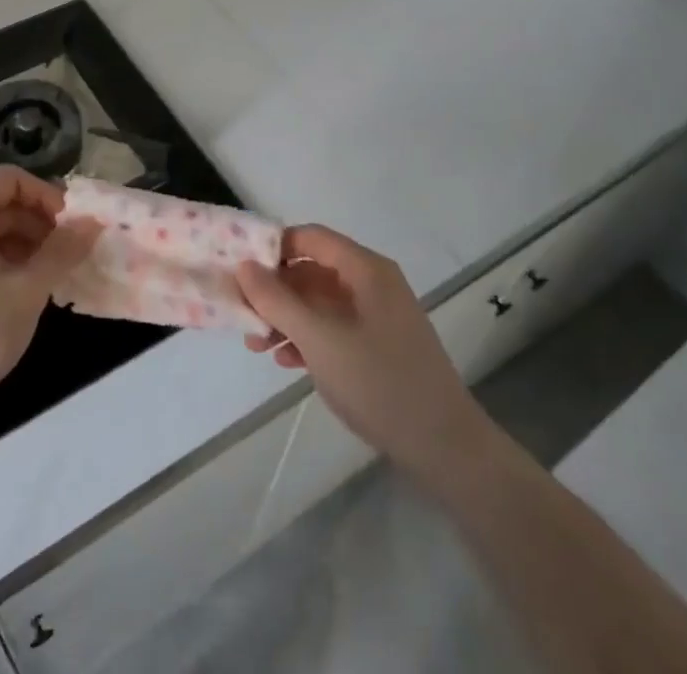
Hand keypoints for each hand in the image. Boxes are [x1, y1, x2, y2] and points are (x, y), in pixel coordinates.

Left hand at [0, 166, 98, 417]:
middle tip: (69, 256)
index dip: (47, 196)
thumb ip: (61, 253)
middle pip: (0, 205)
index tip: (73, 227)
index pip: (12, 180)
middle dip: (39, 226)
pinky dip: (1, 266)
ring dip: (23, 249)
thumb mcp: (24, 292)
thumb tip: (92, 223)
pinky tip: (19, 298)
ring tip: (50, 280)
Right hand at [236, 225, 495, 482]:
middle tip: (242, 315)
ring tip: (257, 345)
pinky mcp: (378, 345)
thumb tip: (244, 265)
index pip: (309, 237)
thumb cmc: (380, 383)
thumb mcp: (320, 340)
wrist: (447, 450)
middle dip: (274, 291)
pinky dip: (307, 338)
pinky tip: (286, 362)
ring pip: (318, 301)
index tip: (240, 271)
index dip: (272, 248)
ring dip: (286, 318)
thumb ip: (277, 300)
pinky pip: (333, 327)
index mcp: (365, 269)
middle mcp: (372, 283)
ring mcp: (377, 315)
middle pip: (311, 270)